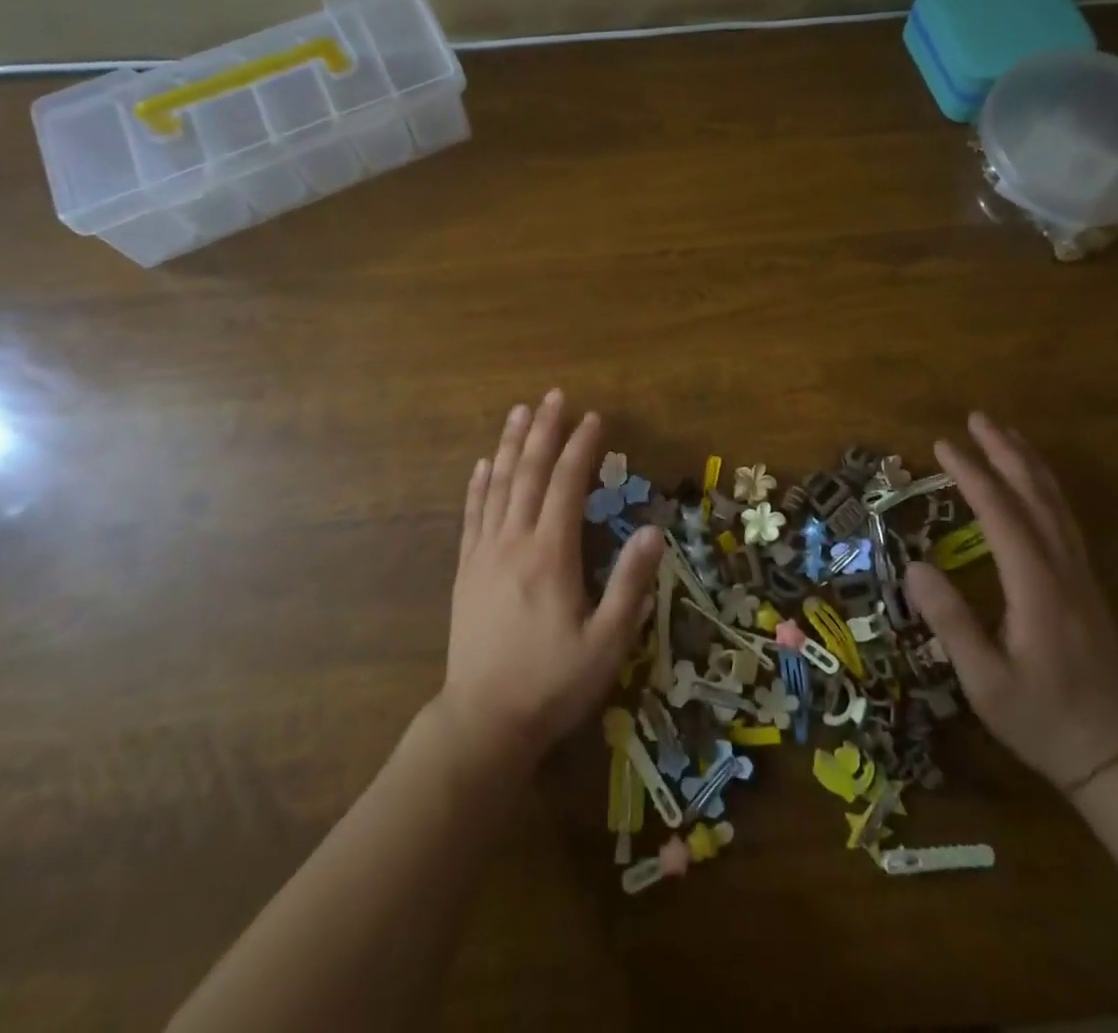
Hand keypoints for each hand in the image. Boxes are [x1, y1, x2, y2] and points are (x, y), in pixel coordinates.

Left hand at [436, 391, 662, 774]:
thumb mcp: (607, 643)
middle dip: (544, 431)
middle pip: (529, 473)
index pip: (567, 485)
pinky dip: (478, 484)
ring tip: (520, 411)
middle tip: (554, 395)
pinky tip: (482, 464)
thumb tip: (651, 530)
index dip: (582, 447)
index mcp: (551, 555)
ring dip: (510, 444)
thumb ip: (630, 584)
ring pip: (498, 485)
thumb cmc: (552, 684)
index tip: (595, 417)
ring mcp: (484, 554)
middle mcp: (514, 542)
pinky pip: (472, 515)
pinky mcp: (466, 571)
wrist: (483, 722)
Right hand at [904, 411, 1117, 793]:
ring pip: (1056, 504)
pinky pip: (1064, 520)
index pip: (1001, 516)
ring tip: (1003, 434)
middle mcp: (1064, 571)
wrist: (1114, 753)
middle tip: (976, 418)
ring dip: (1028, 463)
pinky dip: (1044, 488)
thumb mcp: (985, 682)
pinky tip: (1032, 482)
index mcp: (1037, 589)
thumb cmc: (1041, 720)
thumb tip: (914, 566)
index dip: (972, 476)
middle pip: (1035, 496)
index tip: (942, 445)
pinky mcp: (1085, 584)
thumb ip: (952, 623)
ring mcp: (1080, 575)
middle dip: (1005, 453)